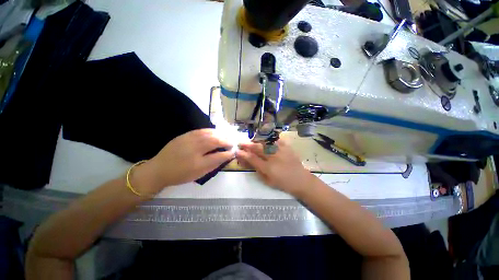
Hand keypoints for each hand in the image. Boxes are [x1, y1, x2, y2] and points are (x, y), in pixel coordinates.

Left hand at [133, 129, 234, 193]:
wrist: (159, 169)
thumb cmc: (180, 175)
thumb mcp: (199, 174)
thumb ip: (213, 165)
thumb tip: (225, 157)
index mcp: (198, 164)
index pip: (218, 157)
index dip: (228, 154)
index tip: (233, 152)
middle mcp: (194, 150)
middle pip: (214, 142)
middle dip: (226, 141)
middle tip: (232, 142)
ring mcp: (188, 141)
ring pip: (208, 134)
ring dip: (220, 134)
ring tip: (226, 136)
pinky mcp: (184, 136)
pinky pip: (200, 131)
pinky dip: (210, 131)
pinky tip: (215, 132)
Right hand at [236, 140, 314, 195]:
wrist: (301, 180)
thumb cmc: (283, 183)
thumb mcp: (268, 181)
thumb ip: (257, 171)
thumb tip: (249, 162)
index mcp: (268, 168)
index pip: (252, 158)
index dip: (243, 154)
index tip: (237, 151)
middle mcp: (273, 157)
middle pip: (257, 148)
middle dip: (247, 145)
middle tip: (241, 143)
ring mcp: (281, 151)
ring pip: (265, 142)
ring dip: (256, 140)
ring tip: (251, 140)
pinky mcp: (287, 147)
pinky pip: (276, 140)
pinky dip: (269, 138)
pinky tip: (265, 138)